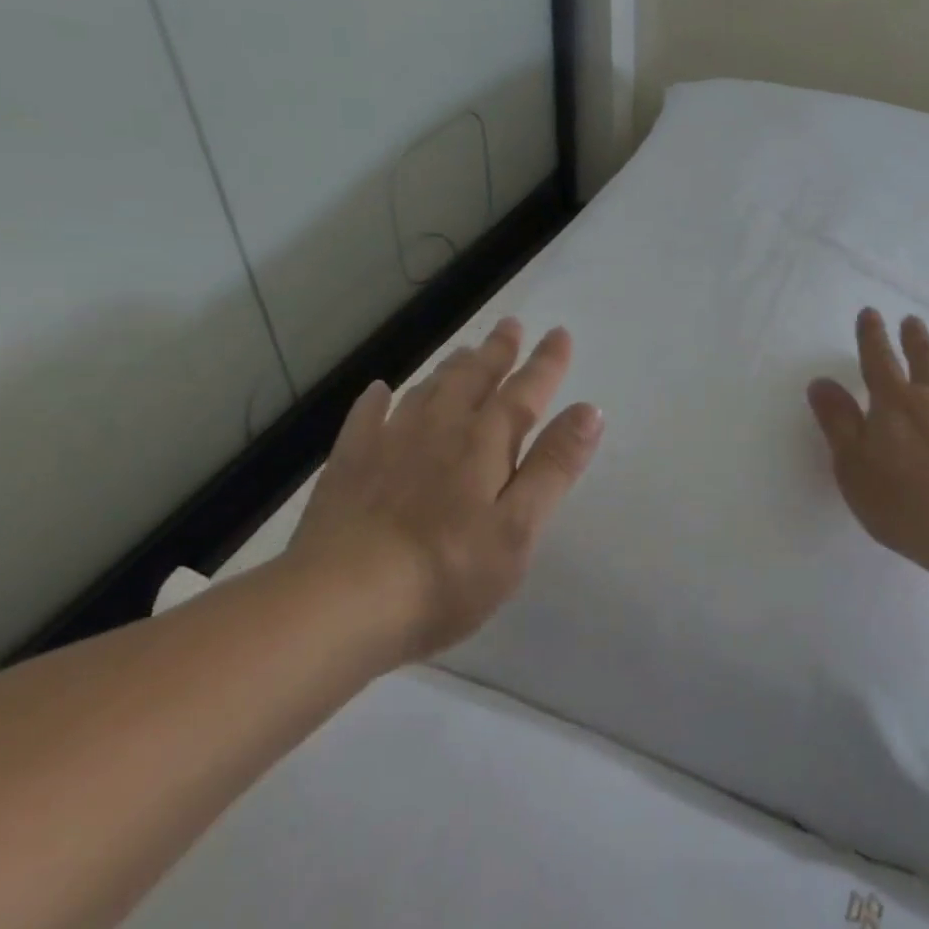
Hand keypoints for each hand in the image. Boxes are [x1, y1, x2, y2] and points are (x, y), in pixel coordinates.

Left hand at [285, 317, 603, 663]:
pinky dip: (378, 399)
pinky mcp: (348, 467)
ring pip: (427, 390)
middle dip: (497, 351)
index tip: (560, 333)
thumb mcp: (519, 526)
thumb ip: (554, 466)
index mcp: (486, 443)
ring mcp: (389, 444)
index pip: (525, 391)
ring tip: (465, 351)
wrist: (340, 604)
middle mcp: (440, 429)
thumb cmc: (448, 572)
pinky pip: (367, 418)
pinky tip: (380, 391)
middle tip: (510, 325)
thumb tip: (589, 410)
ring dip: (452, 367)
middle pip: (474, 379)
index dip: (546, 363)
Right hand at [806, 309, 928, 571]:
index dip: (872, 335)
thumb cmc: (902, 501)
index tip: (870, 313)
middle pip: (926, 358)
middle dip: (915, 338)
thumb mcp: (852, 465)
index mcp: (895, 402)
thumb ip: (837, 422)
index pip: (879, 358)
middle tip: (912, 322)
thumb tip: (821, 382)